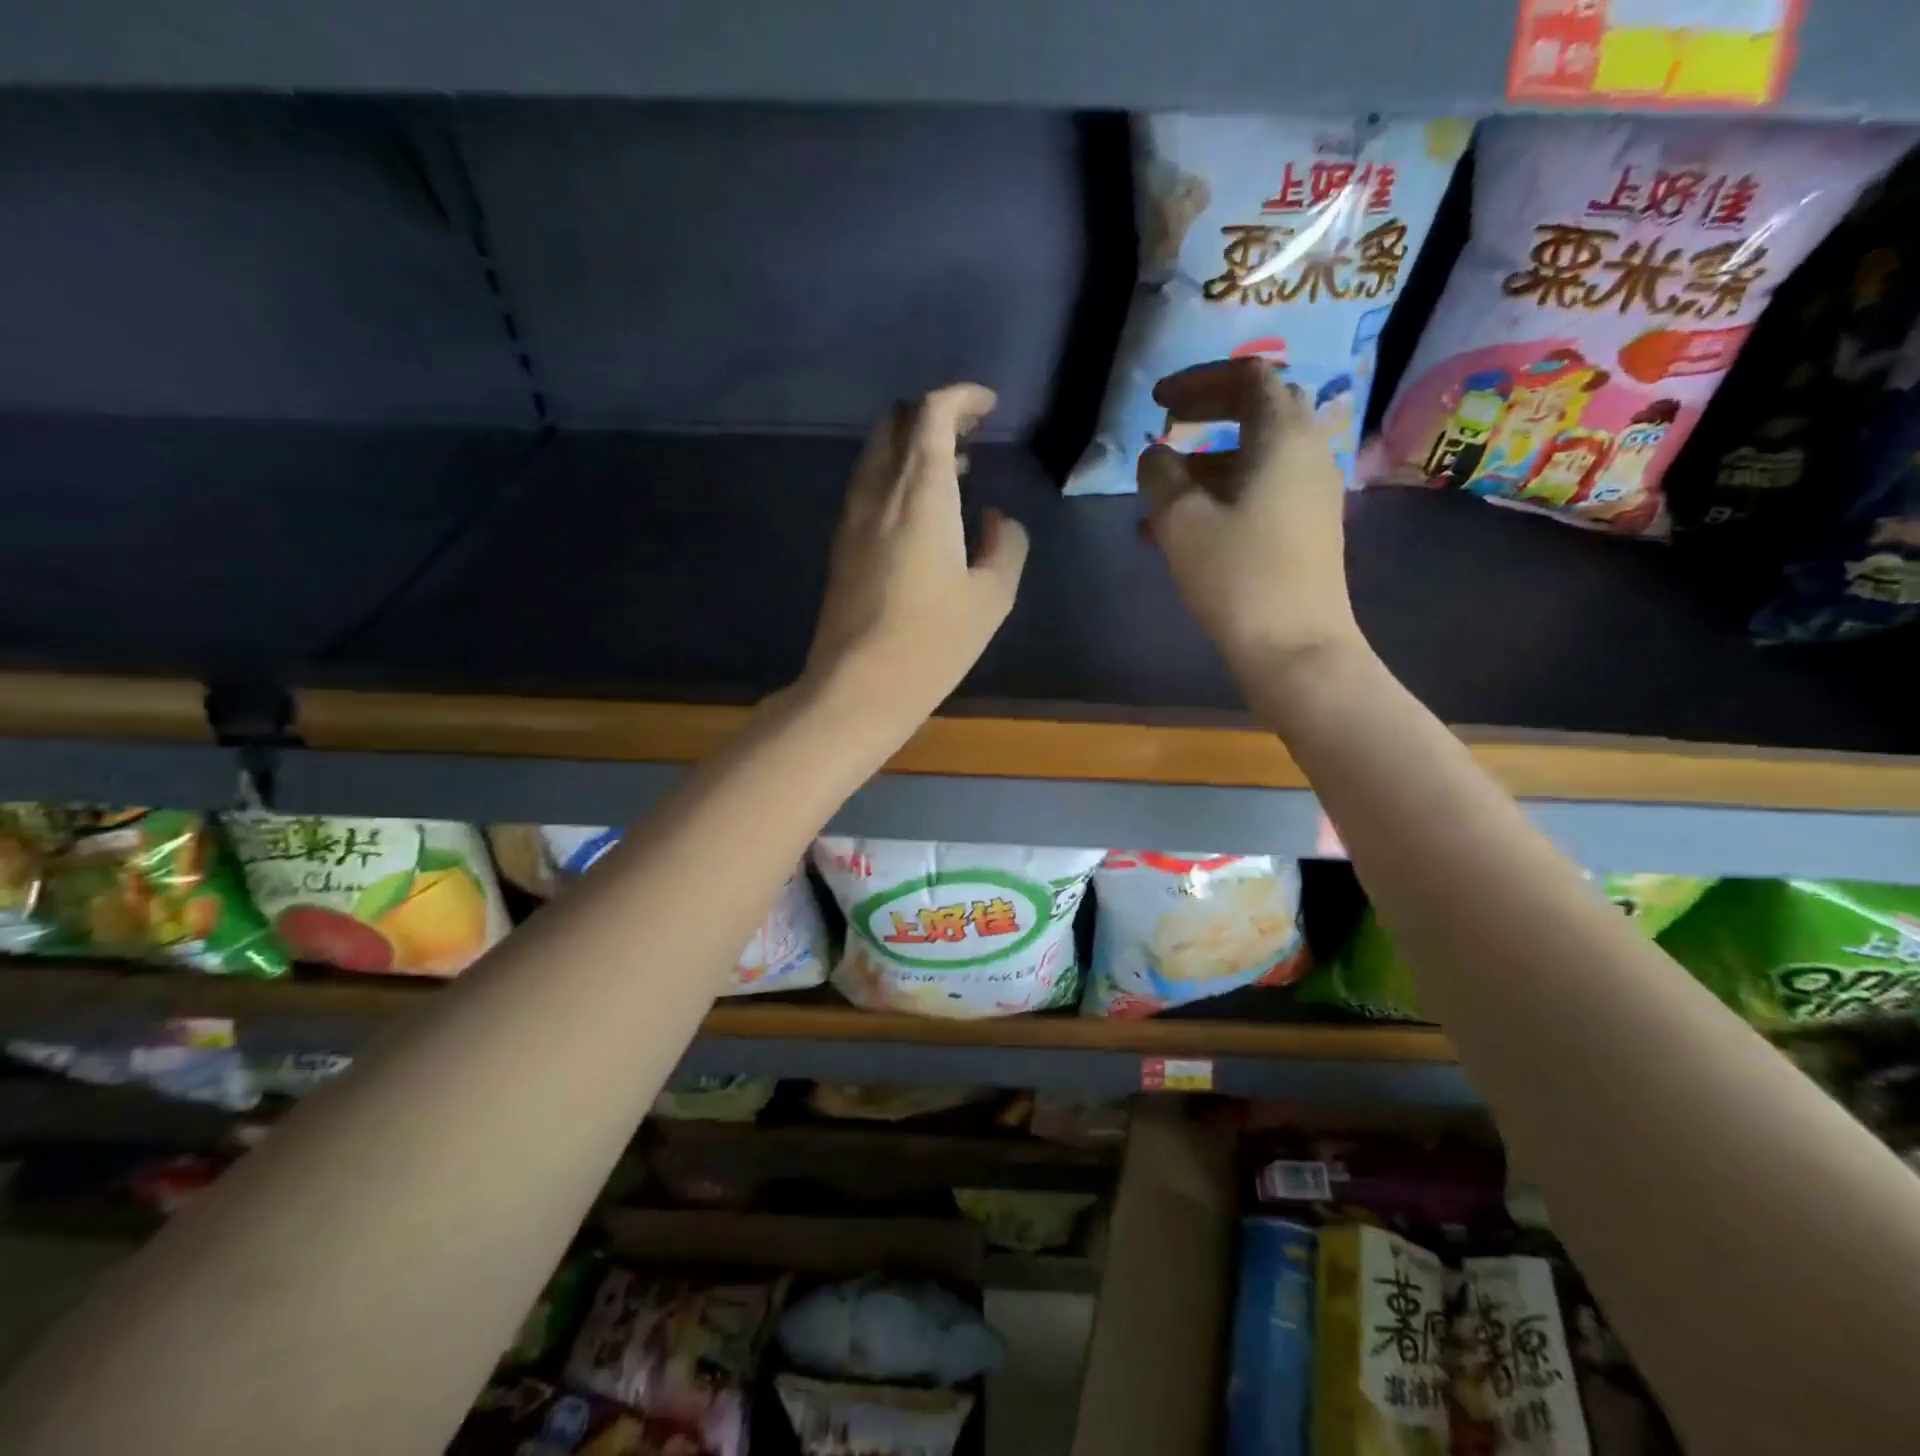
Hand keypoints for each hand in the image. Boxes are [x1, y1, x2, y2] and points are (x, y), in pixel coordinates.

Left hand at [805, 385, 1029, 720]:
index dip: (961, 398)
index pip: (931, 414)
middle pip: (896, 422)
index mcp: (922, 494)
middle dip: (933, 414)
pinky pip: (867, 486)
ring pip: (876, 453)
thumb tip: (997, 521)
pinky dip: (895, 476)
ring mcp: (852, 518)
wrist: (857, 687)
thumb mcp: (992, 597)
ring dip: (912, 445)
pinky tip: (920, 511)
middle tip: (970, 435)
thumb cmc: (933, 642)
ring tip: (953, 471)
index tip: (988, 407)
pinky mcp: (841, 546)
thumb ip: (1006, 547)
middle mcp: (879, 493)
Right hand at [1139, 359, 1363, 675]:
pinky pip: (1261, 491)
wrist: (1295, 647)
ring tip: (1159, 496)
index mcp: (1282, 437)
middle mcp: (1307, 453)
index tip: (1157, 403)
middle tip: (1165, 429)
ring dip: (1207, 463)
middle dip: (1207, 415)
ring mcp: (1312, 493)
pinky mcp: (1307, 528)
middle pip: (1259, 410)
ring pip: (1256, 457)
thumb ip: (1161, 474)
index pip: (1248, 377)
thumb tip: (1155, 454)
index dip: (1199, 381)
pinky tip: (1182, 531)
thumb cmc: (1237, 575)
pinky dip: (1223, 494)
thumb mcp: (1181, 521)